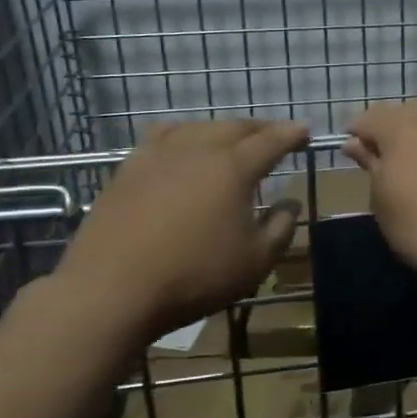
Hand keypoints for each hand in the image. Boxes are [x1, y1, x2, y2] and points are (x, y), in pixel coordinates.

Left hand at [51, 118, 308, 344]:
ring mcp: (158, 155)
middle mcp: (198, 150)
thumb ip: (280, 229)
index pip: (271, 141)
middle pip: (235, 127)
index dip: (292, 134)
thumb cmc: (194, 276)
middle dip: (260, 128)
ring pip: (198, 127)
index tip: (306, 131)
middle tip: (274, 135)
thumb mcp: (255, 262)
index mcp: (233, 168)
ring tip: (231, 139)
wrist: (110, 290)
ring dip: (222, 129)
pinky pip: (163, 137)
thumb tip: (290, 204)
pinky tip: (182, 148)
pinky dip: (184, 135)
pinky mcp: (128, 168)